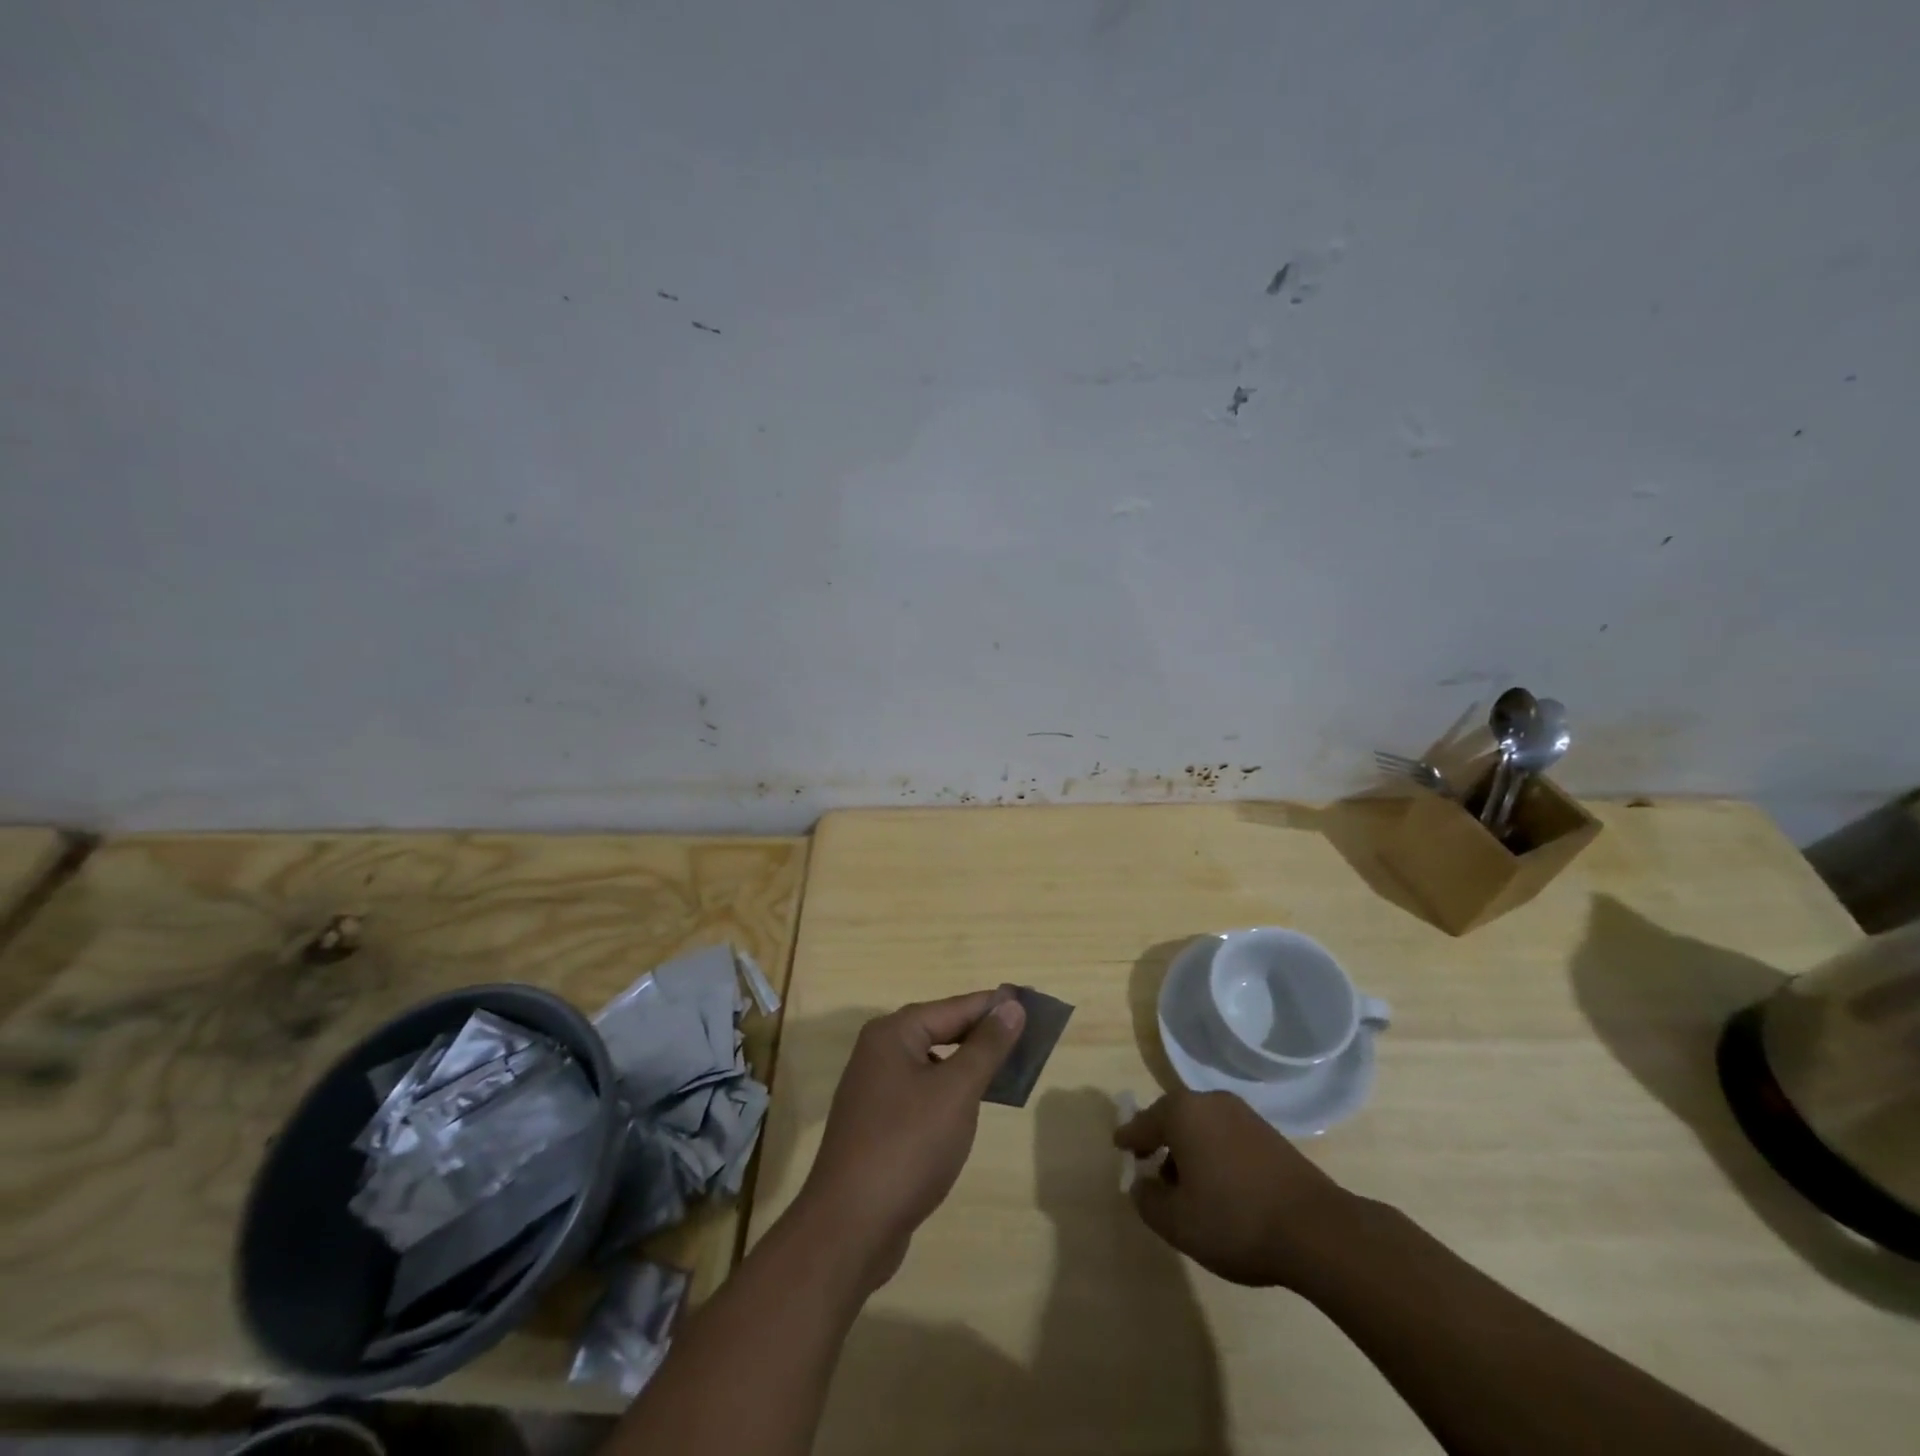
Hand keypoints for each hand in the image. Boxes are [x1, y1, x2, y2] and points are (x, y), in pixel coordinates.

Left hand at [795, 989, 1025, 1291]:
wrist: (850, 1228)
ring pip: (932, 1064)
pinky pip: (922, 1094)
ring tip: (1009, 1070)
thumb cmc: (908, 1146)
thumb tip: (1011, 1005)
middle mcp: (879, 1053)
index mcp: (893, 1034)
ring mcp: (874, 1091)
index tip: (1032, 1004)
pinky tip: (971, 1108)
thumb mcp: (956, 1091)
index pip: (954, 1007)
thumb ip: (986, 1046)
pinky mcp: (877, 1125)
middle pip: (940, 1031)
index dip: (994, 1006)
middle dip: (982, 1035)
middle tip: (1028, 1038)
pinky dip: (950, 1094)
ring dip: (968, 1066)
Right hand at [1115, 1089, 1354, 1288]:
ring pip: (1201, 1127)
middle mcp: (1210, 1102)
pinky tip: (1220, 1186)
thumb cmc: (1234, 1220)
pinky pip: (1226, 1136)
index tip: (1118, 1146)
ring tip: (1187, 1186)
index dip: (1129, 1139)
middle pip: (1173, 1118)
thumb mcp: (1178, 1222)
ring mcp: (1243, 1114)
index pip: (1143, 1123)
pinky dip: (1214, 1153)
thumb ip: (1148, 1201)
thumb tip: (1142, 1184)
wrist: (1316, 1230)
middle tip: (1150, 1167)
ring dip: (1189, 1150)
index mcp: (1182, 1112)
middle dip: (1160, 1142)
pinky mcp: (1269, 1133)